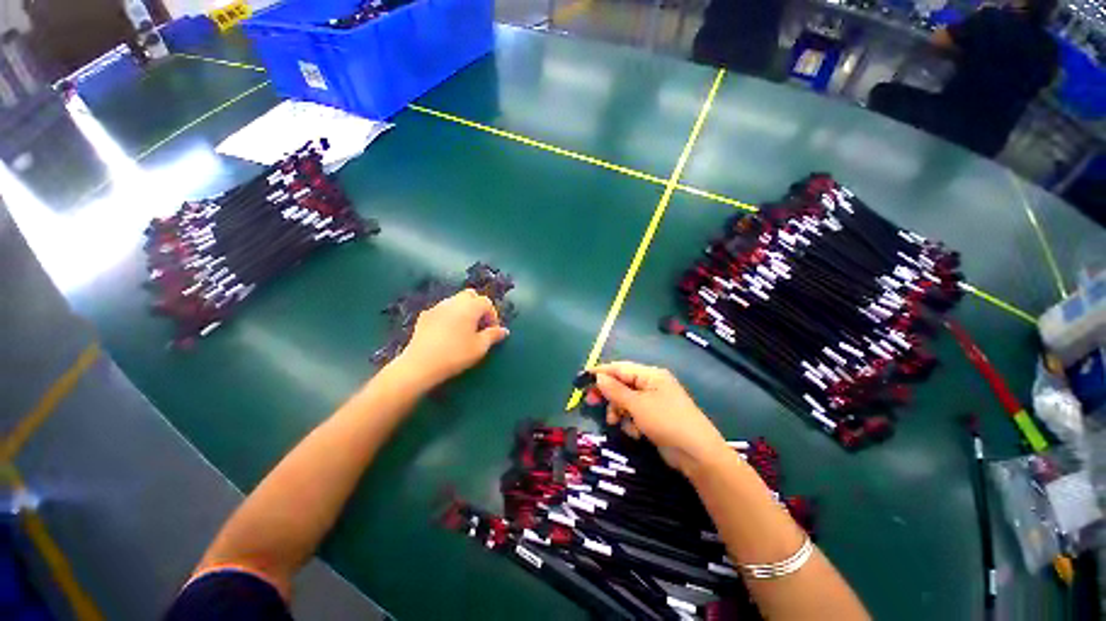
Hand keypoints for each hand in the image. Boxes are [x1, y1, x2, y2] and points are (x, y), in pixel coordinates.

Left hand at [395, 289, 509, 386]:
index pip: (486, 302)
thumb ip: (493, 335)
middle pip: (470, 295)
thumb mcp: (480, 347)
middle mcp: (453, 301)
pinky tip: (447, 332)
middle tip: (480, 325)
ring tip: (464, 329)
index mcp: (470, 307)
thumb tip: (504, 330)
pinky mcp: (424, 315)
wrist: (420, 364)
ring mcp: (437, 307)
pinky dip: (449, 315)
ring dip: (464, 310)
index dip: (493, 315)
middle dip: (478, 307)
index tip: (492, 331)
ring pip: (455, 301)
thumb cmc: (456, 354)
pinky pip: (442, 309)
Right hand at [591, 362, 728, 477]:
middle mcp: (652, 384)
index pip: (620, 368)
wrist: (697, 454)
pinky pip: (635, 414)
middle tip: (592, 403)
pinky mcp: (656, 417)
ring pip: (627, 401)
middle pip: (622, 384)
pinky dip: (631, 421)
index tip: (583, 377)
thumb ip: (615, 390)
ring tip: (616, 423)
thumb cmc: (666, 421)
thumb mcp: (637, 405)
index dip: (601, 372)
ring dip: (619, 411)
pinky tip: (635, 432)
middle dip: (609, 395)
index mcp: (650, 374)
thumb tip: (598, 377)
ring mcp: (655, 401)